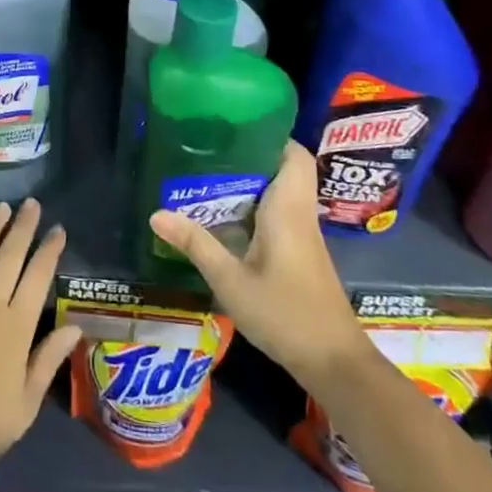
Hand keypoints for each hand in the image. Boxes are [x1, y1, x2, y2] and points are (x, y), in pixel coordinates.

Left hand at [0, 199, 81, 469]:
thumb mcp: (27, 401)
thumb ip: (48, 359)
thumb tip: (74, 327)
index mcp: (15, 327)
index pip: (37, 278)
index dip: (49, 251)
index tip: (58, 229)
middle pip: (8, 258)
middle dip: (23, 229)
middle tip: (31, 204)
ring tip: (1, 207)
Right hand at [148, 141, 367, 385]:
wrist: (334, 364)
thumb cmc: (285, 314)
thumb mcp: (231, 281)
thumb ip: (196, 244)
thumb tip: (156, 213)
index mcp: (288, 210)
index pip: (293, 155)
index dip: (270, 136)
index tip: (234, 127)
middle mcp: (301, 215)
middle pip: (284, 169)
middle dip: (250, 156)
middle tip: (210, 150)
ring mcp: (305, 236)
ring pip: (282, 192)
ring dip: (252, 182)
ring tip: (209, 176)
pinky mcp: (302, 255)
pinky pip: (280, 214)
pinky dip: (256, 206)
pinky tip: (227, 217)